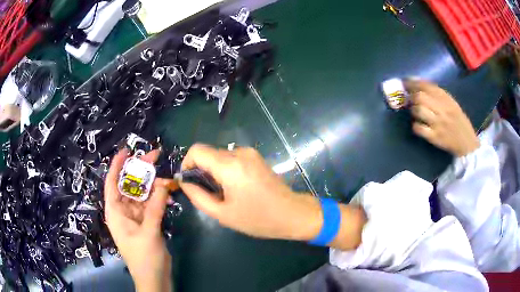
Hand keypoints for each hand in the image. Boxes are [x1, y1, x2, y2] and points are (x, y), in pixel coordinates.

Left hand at [104, 149, 171, 291]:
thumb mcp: (148, 232)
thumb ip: (155, 207)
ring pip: (143, 193)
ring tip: (168, 178)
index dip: (117, 165)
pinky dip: (160, 198)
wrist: (154, 278)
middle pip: (130, 185)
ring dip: (154, 185)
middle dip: (141, 170)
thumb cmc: (144, 258)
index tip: (127, 150)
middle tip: (155, 156)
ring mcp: (136, 216)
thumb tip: (164, 184)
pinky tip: (169, 193)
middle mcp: (124, 211)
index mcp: (115, 212)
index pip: (112, 183)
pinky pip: (152, 204)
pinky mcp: (147, 221)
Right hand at [180, 144, 322, 240]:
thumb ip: (198, 196)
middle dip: (200, 170)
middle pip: (208, 153)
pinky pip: (232, 158)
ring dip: (214, 171)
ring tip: (222, 193)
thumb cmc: (258, 218)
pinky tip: (234, 187)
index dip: (187, 164)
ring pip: (219, 155)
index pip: (196, 150)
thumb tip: (184, 182)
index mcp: (230, 166)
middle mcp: (239, 153)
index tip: (189, 181)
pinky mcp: (256, 156)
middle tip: (206, 192)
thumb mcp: (223, 214)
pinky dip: (225, 169)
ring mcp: (250, 153)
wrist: (292, 213)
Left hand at [406, 80, 479, 156]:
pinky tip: (418, 125)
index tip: (405, 82)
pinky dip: (416, 125)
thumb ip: (436, 93)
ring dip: (413, 110)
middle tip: (409, 98)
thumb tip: (416, 82)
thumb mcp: (451, 103)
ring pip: (419, 110)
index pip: (427, 86)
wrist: (467, 143)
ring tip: (415, 111)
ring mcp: (438, 124)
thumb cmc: (458, 121)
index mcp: (446, 99)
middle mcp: (442, 109)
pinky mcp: (435, 138)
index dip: (413, 83)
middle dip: (411, 96)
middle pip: (420, 97)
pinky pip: (419, 128)